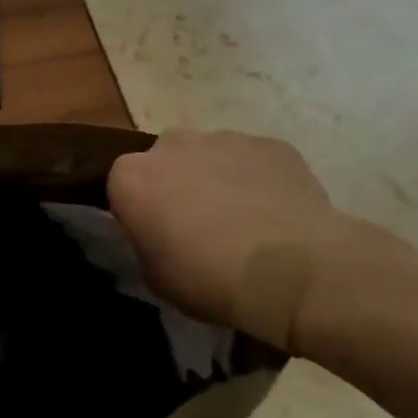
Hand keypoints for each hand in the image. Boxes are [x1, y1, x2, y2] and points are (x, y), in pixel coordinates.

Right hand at [107, 129, 412, 352]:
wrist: (296, 271)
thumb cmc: (211, 279)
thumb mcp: (155, 277)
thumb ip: (145, 243)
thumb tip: (157, 234)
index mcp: (132, 176)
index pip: (122, 187)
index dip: (139, 212)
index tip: (156, 238)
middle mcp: (171, 144)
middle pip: (165, 162)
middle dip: (176, 186)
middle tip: (197, 227)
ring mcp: (223, 138)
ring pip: (210, 156)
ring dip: (217, 180)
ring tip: (243, 223)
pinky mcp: (270, 144)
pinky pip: (253, 160)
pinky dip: (258, 180)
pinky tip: (276, 215)